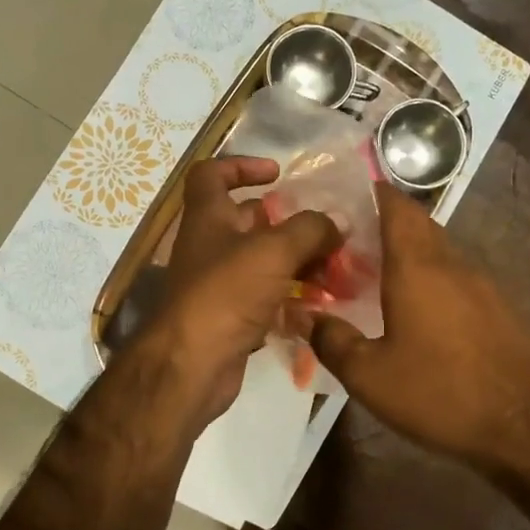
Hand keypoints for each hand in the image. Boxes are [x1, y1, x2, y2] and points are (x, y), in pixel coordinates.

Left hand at [147, 158, 339, 428]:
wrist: (192, 364)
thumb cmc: (226, 294)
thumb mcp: (274, 251)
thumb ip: (310, 230)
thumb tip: (337, 223)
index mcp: (208, 217)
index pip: (212, 174)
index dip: (241, 165)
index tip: (277, 174)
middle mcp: (209, 246)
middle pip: (247, 221)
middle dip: (287, 223)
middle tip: (326, 231)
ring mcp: (218, 284)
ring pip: (261, 262)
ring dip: (296, 262)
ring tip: (335, 270)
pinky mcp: (230, 317)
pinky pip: (265, 297)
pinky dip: (290, 297)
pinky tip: (320, 303)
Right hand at [309, 186, 529, 470]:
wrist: (529, 427)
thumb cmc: (441, 393)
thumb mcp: (370, 376)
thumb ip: (332, 340)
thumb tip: (303, 316)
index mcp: (418, 266)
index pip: (396, 206)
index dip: (371, 193)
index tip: (342, 197)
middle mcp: (452, 264)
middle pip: (418, 225)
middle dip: (384, 224)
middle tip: (347, 244)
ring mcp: (483, 286)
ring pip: (439, 252)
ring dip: (408, 254)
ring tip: (374, 277)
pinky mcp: (500, 311)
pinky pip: (456, 279)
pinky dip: (431, 280)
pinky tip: (416, 313)